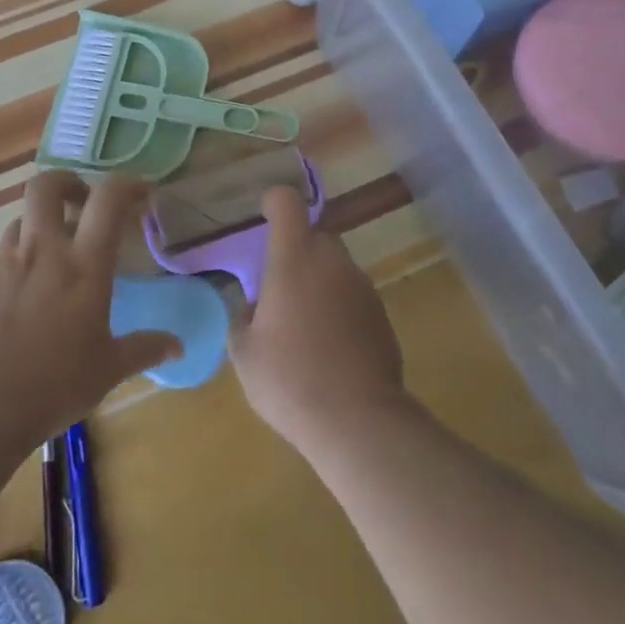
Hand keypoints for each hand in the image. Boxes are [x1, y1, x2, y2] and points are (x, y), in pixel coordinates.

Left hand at [0, 171, 180, 441]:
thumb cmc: (57, 383)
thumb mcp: (110, 368)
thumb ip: (144, 348)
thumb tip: (178, 346)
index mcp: (84, 264)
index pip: (108, 200)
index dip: (128, 185)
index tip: (143, 194)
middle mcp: (44, 250)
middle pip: (47, 185)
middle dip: (67, 182)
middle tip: (83, 203)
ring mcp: (7, 263)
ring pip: (20, 217)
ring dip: (40, 223)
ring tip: (54, 249)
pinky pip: (1, 253)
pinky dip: (18, 257)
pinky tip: (26, 289)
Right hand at [230, 185, 405, 455]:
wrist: (356, 420)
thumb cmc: (288, 378)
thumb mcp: (244, 352)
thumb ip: (243, 318)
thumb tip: (253, 308)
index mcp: (294, 258)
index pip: (287, 203)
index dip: (274, 202)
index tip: (264, 216)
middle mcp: (332, 260)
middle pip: (314, 236)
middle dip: (295, 252)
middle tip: (278, 289)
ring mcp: (362, 285)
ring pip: (335, 267)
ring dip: (318, 282)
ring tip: (303, 325)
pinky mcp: (381, 313)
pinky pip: (352, 296)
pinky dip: (339, 307)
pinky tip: (329, 346)